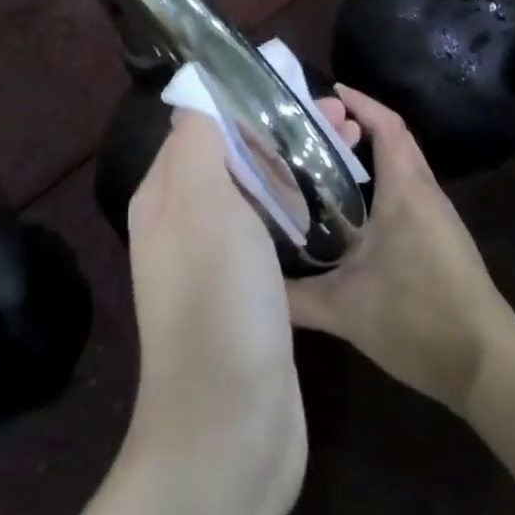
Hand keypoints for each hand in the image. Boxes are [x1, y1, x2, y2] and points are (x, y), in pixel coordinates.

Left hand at [124, 103, 348, 514]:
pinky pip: (273, 233)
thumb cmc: (216, 299)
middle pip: (233, 158)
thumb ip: (198, 143)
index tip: (294, 87)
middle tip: (339, 117)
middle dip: (279, 132)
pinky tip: (335, 205)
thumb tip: (195, 99)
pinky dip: (300, 210)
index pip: (201, 126)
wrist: (230, 427)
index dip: (244, 102)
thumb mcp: (201, 204)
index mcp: (165, 197)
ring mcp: (218, 263)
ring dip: (296, 167)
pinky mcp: (250, 294)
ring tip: (349, 147)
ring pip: (257, 194)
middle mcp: (185, 224)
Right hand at [287, 86, 514, 416]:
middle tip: (318, 126)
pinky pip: (411, 190)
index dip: (361, 103)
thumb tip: (252, 281)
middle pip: (396, 139)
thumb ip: (294, 296)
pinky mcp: (444, 238)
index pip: (387, 127)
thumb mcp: (346, 311)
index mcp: (405, 193)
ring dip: (373, 152)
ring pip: (405, 165)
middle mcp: (425, 194)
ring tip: (329, 159)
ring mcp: (439, 216)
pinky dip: (384, 180)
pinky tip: (357, 208)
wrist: (489, 367)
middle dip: (360, 124)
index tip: (330, 91)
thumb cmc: (418, 321)